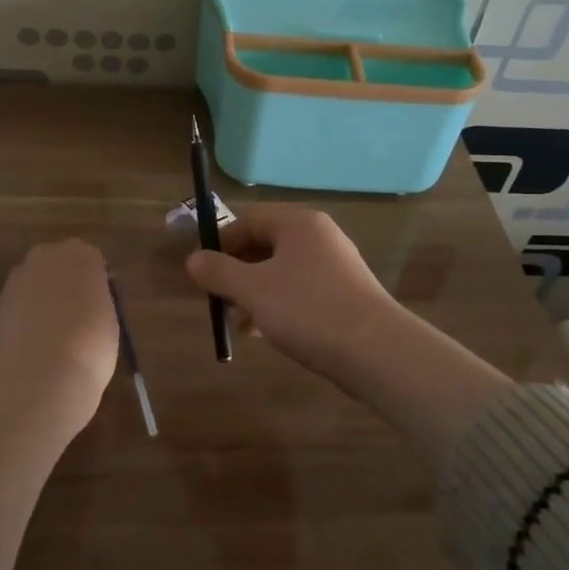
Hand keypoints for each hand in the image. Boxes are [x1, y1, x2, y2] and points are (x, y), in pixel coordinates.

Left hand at [0, 240, 120, 419]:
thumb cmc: (89, 346)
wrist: (39, 378)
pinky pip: (13, 313)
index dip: (94, 286)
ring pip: (30, 289)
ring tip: (50, 343)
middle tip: (74, 321)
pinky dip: (19, 327)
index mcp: (80, 255)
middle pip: (55, 268)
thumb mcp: (109, 320)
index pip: (90, 261)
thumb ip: (95, 302)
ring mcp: (13, 282)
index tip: (98, 310)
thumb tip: (83, 305)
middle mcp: (43, 258)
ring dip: (38, 306)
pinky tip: (28, 354)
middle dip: (61, 288)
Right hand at [185, 206, 401, 379]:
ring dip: (254, 293)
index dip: (221, 242)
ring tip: (237, 322)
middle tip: (217, 298)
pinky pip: (299, 292)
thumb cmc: (307, 309)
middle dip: (236, 271)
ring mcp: (334, 267)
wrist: (374, 350)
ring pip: (281, 272)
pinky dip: (277, 306)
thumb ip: (218, 272)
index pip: (249, 219)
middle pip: (265, 245)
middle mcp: (318, 237)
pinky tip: (263, 333)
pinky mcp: (343, 296)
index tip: (202, 270)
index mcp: (298, 223)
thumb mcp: (253, 289)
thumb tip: (193, 260)